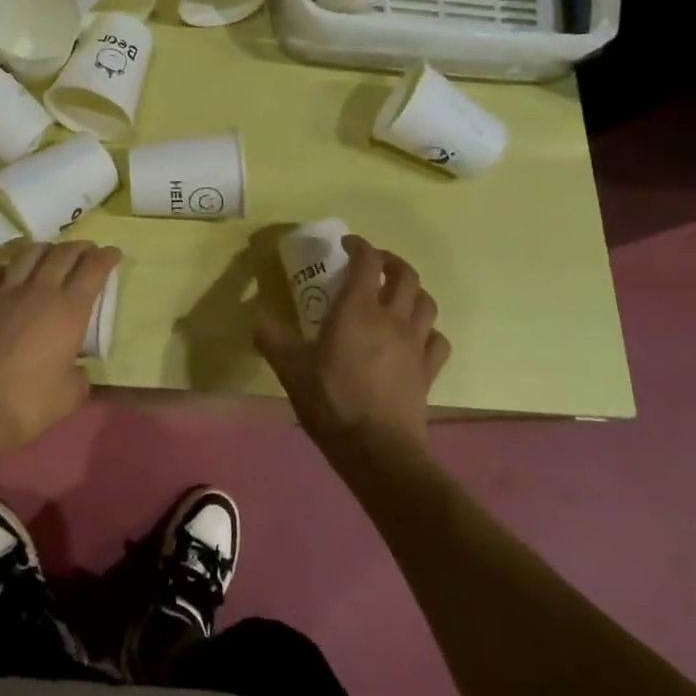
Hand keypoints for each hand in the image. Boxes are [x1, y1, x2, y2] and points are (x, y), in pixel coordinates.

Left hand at [0, 241, 120, 458]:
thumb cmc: (30, 405)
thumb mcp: (73, 394)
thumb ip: (80, 373)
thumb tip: (75, 367)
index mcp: (68, 311)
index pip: (93, 269)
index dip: (106, 257)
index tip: (113, 253)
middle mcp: (39, 292)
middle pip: (63, 254)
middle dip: (80, 248)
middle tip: (88, 251)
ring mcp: (4, 294)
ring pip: (28, 254)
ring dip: (45, 248)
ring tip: (52, 254)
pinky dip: (4, 265)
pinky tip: (9, 271)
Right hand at [255, 236, 448, 456]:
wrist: (377, 450)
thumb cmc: (331, 401)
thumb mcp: (290, 369)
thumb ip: (272, 340)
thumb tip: (258, 321)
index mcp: (357, 310)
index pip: (367, 261)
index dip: (359, 246)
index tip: (346, 245)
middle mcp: (391, 319)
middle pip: (405, 274)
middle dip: (390, 262)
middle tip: (372, 265)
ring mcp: (415, 345)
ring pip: (426, 302)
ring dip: (412, 291)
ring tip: (395, 296)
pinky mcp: (428, 371)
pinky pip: (437, 339)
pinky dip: (427, 330)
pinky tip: (414, 337)